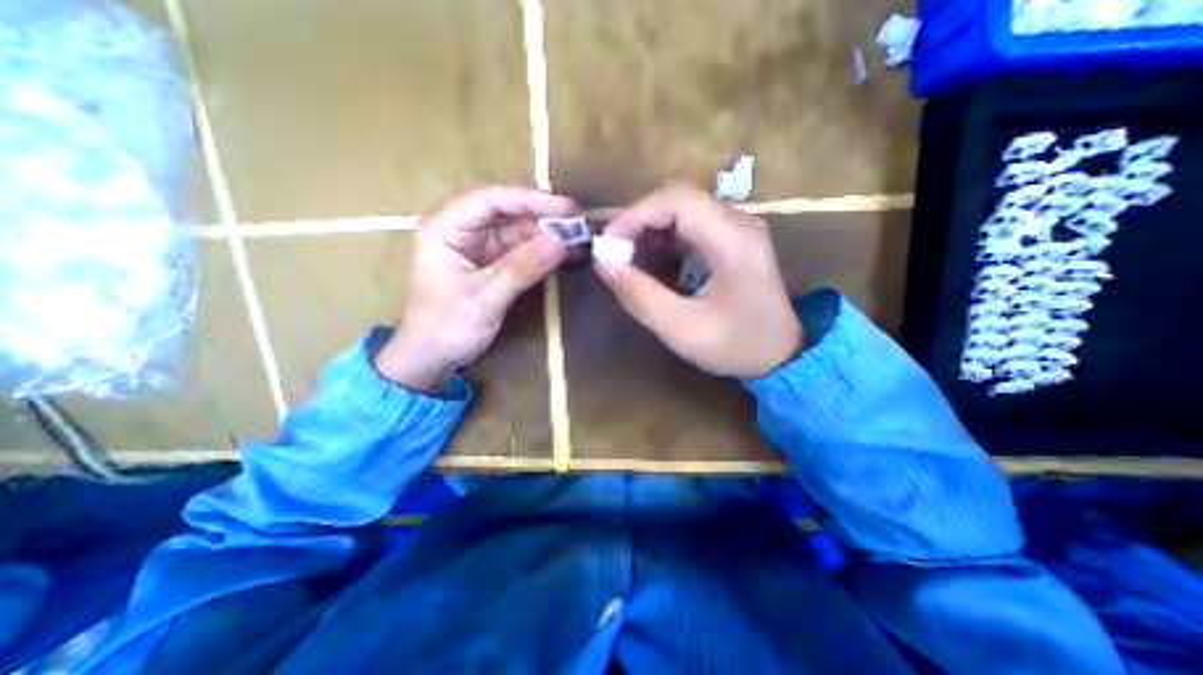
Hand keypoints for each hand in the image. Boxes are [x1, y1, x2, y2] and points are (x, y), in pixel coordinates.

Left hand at [379, 186, 576, 392]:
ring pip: (519, 233)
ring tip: (580, 241)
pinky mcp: (492, 266)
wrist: (431, 359)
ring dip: (548, 237)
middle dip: (545, 219)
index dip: (532, 200)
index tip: (567, 209)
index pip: (493, 200)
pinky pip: (521, 253)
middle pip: (509, 214)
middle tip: (579, 226)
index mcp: (447, 228)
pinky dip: (543, 255)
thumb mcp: (485, 297)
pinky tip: (566, 256)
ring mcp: (479, 249)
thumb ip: (523, 268)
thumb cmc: (447, 327)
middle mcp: (463, 231)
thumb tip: (561, 243)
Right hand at [596, 187, 801, 376]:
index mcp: (733, 240)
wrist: (780, 357)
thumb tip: (603, 263)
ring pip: (682, 213)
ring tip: (629, 262)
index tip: (608, 244)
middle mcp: (738, 223)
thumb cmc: (734, 346)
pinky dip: (664, 242)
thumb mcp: (680, 328)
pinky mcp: (732, 242)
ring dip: (650, 233)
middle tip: (616, 255)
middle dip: (639, 224)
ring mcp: (737, 231)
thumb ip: (639, 295)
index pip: (677, 201)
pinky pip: (690, 229)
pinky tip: (653, 266)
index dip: (635, 215)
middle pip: (678, 202)